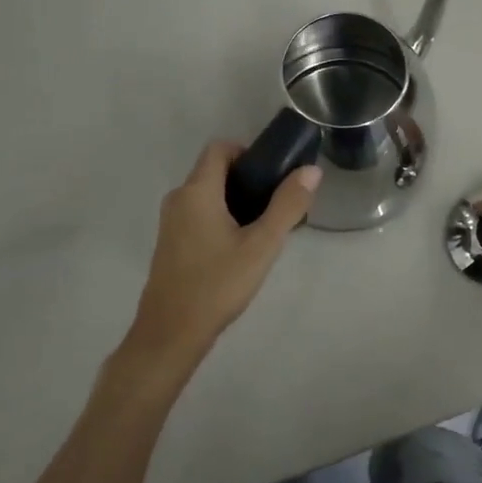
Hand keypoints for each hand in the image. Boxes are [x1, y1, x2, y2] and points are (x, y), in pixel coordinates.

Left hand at [123, 141, 321, 376]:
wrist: (171, 334)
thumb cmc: (217, 284)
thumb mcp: (262, 245)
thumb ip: (288, 205)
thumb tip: (310, 170)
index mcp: (197, 191)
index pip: (219, 148)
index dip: (248, 151)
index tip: (273, 173)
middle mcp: (178, 199)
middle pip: (214, 171)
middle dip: (248, 179)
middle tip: (277, 203)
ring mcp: (171, 223)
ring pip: (208, 195)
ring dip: (236, 201)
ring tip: (264, 227)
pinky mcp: (171, 244)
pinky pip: (199, 215)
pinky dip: (221, 218)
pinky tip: (241, 248)